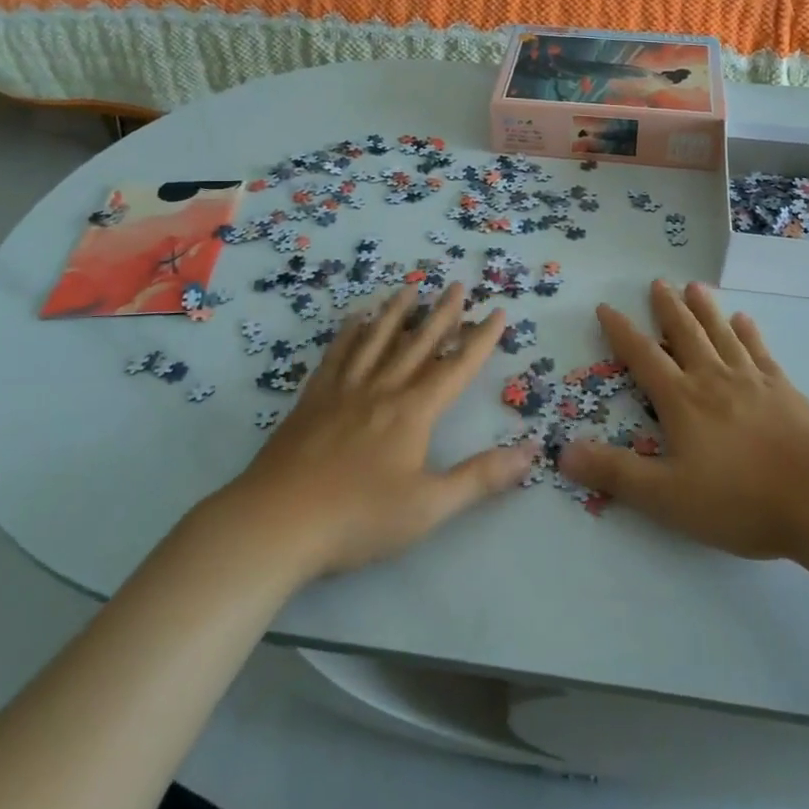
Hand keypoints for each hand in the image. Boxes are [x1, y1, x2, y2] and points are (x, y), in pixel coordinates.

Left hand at [232, 283, 534, 575]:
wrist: (276, 523)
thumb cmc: (358, 518)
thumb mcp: (430, 506)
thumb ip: (482, 477)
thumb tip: (532, 451)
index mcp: (413, 411)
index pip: (456, 367)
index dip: (481, 339)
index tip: (497, 311)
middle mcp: (381, 389)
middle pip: (418, 343)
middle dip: (442, 314)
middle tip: (457, 285)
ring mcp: (343, 391)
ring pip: (376, 340)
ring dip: (396, 313)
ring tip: (410, 288)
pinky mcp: (312, 400)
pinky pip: (336, 355)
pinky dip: (348, 334)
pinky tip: (353, 320)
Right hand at [560, 280, 808, 559]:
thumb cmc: (739, 500)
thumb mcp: (667, 496)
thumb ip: (615, 473)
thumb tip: (562, 452)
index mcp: (682, 400)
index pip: (643, 357)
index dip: (621, 332)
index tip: (606, 307)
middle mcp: (713, 379)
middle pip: (685, 334)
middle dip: (667, 308)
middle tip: (657, 282)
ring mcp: (752, 380)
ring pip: (722, 333)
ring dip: (705, 309)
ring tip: (695, 286)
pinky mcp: (784, 389)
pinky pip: (760, 351)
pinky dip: (749, 332)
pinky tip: (745, 320)